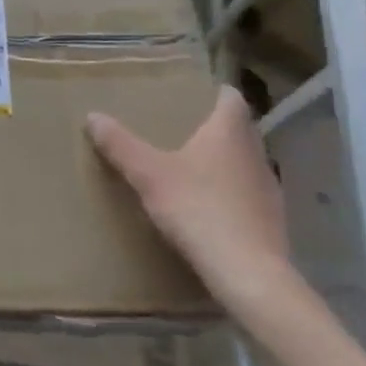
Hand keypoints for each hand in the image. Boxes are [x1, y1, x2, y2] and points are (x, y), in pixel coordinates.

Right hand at [86, 86, 294, 314]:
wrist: (247, 273)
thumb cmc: (197, 209)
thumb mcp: (148, 174)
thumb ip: (120, 145)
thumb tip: (93, 116)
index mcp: (229, 133)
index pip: (231, 99)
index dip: (215, 93)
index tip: (195, 93)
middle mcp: (255, 154)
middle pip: (239, 130)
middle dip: (215, 127)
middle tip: (182, 128)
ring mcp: (268, 189)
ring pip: (245, 162)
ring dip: (224, 161)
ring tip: (191, 168)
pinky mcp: (272, 220)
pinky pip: (248, 194)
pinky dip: (230, 193)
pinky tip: (208, 207)